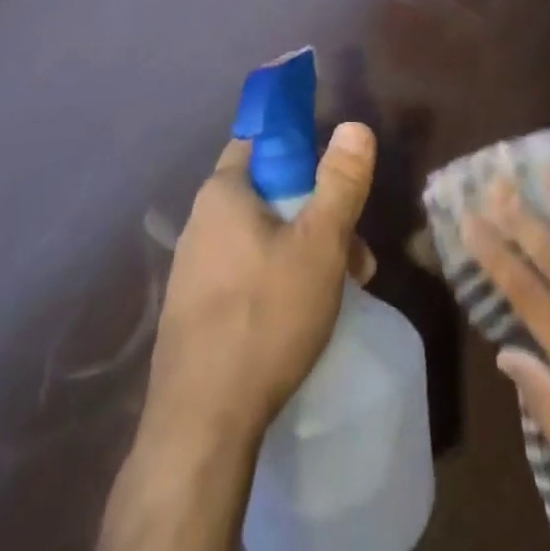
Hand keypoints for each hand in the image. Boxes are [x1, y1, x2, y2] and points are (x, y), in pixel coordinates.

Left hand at [98, 123, 377, 550]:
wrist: (201, 426)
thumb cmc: (265, 316)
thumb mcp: (320, 244)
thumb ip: (340, 182)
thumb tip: (354, 124)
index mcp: (223, 191)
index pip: (260, 140)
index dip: (300, 145)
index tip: (334, 171)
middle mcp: (201, 221)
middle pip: (269, 194)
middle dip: (317, 212)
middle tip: (355, 251)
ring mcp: (193, 268)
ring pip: (261, 237)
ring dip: (304, 250)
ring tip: (343, 287)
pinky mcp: (195, 310)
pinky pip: (245, 272)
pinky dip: (279, 278)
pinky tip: (303, 314)